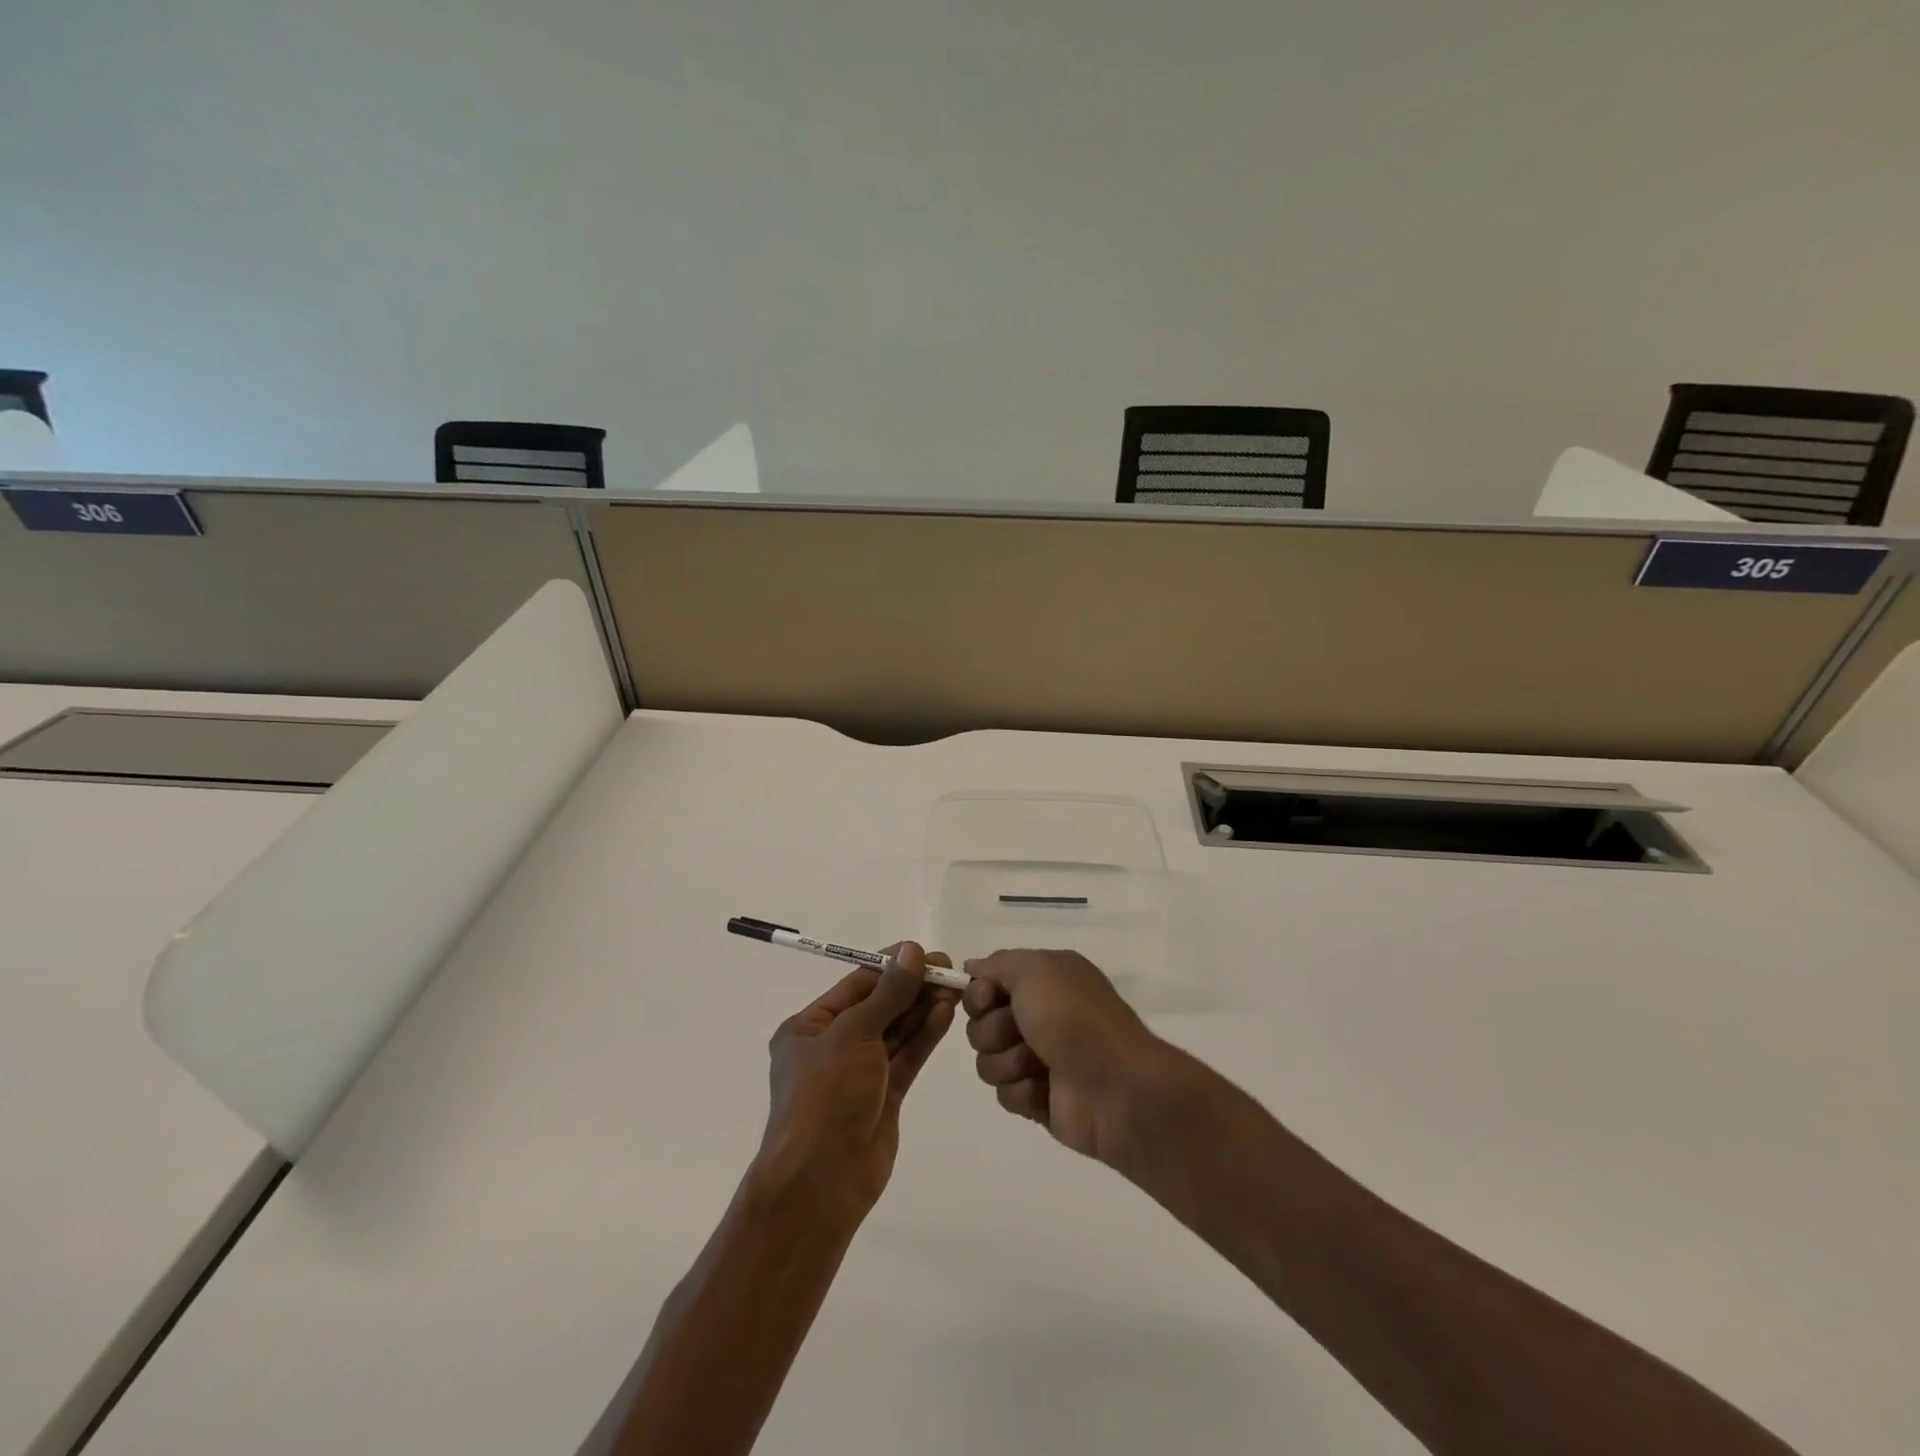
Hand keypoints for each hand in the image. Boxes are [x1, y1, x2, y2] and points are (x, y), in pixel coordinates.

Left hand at [756, 942, 958, 1219]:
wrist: (821, 1182)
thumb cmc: (826, 1096)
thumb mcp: (854, 1034)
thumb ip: (888, 993)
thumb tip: (912, 950)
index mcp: (809, 1028)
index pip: (856, 984)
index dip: (890, 966)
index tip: (923, 951)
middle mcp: (833, 1046)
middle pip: (879, 1006)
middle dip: (911, 987)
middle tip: (948, 968)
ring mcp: (860, 1073)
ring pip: (896, 1031)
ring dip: (922, 1008)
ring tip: (954, 987)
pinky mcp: (884, 1096)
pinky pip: (907, 1057)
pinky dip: (925, 1035)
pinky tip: (946, 1013)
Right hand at [961, 949, 1171, 1164]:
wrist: (1116, 1087)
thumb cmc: (1074, 1018)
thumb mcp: (1035, 969)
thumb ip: (997, 963)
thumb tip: (972, 967)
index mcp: (1044, 978)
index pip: (985, 984)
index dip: (979, 994)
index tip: (989, 1000)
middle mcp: (1039, 1014)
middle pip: (980, 1023)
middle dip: (995, 1031)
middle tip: (1022, 1033)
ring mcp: (1038, 1058)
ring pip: (988, 1060)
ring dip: (1010, 1062)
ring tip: (1041, 1066)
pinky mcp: (1039, 1098)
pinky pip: (1005, 1095)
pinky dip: (1024, 1092)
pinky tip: (1048, 1091)